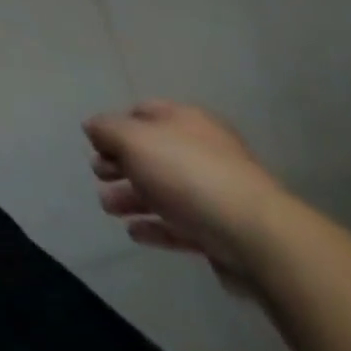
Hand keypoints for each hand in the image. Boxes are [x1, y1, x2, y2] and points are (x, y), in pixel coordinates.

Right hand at [83, 101, 289, 290]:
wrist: (257, 238)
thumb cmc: (188, 174)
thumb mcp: (134, 140)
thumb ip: (107, 130)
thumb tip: (93, 127)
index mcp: (186, 120)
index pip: (143, 112)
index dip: (116, 125)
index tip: (95, 144)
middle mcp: (203, 150)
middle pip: (152, 153)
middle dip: (121, 164)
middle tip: (97, 175)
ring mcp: (216, 193)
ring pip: (164, 189)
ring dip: (133, 197)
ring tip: (108, 208)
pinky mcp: (223, 233)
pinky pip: (181, 224)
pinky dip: (156, 226)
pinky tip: (135, 233)